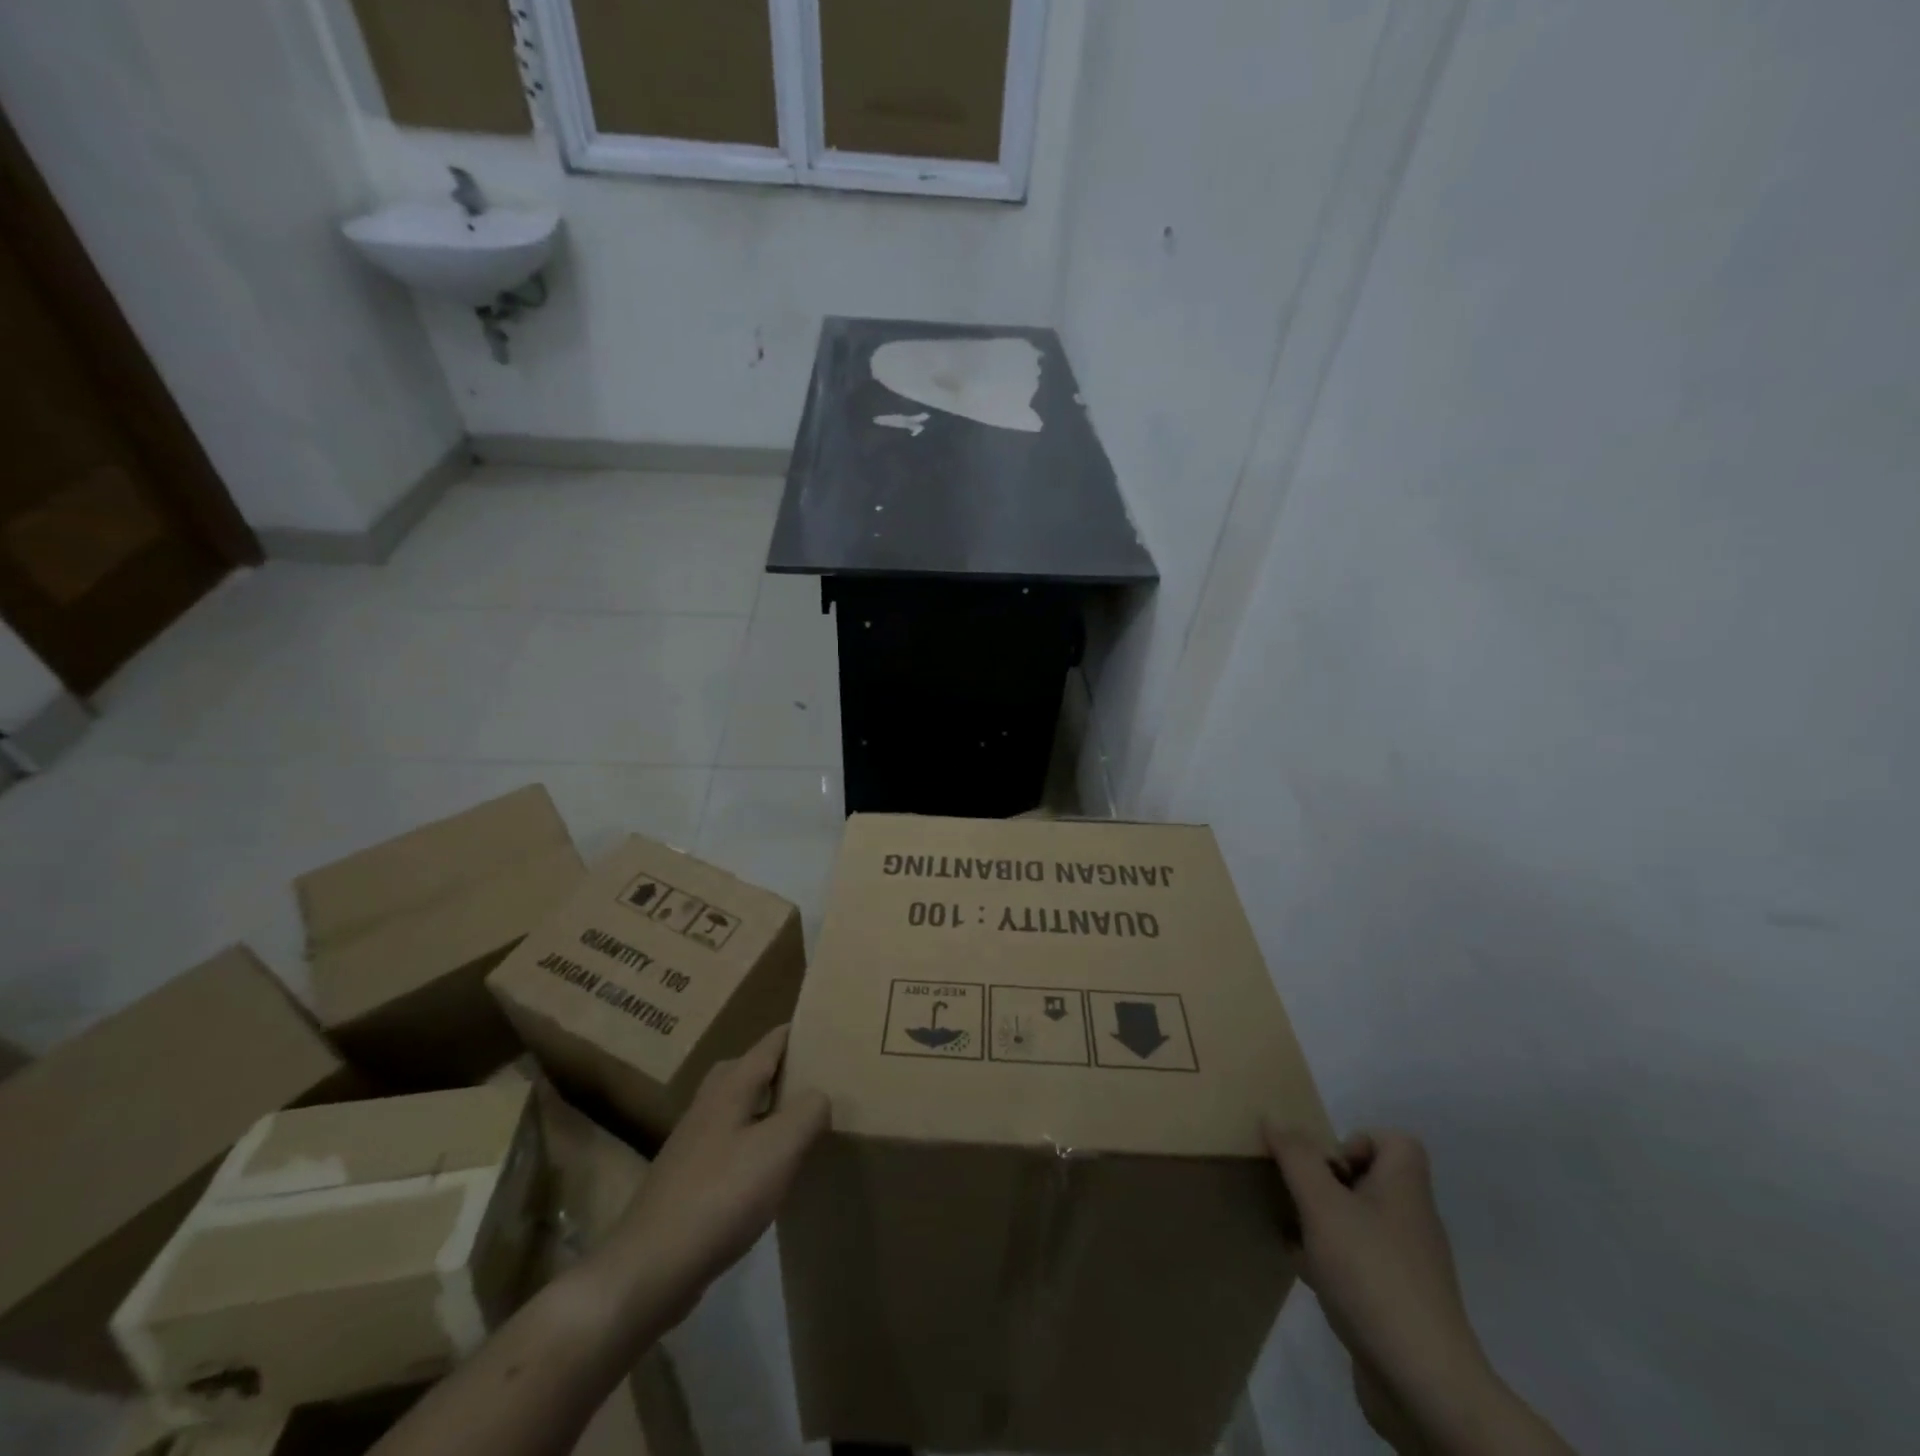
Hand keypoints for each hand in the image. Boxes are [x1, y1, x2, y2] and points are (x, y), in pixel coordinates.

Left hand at [611, 1025, 828, 1321]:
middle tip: (819, 1079)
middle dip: (783, 1069)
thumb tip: (819, 1095)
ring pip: (739, 1109)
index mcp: (731, 1086)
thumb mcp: (780, 1148)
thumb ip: (808, 1111)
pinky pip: (731, 1145)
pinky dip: (755, 1145)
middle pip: (750, 1070)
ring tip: (803, 1125)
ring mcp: (693, 1143)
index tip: (831, 1032)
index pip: (771, 1042)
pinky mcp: (688, 1180)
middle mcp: (709, 1104)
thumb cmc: (721, 1196)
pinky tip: (771, 1173)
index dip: (800, 1033)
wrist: (649, 1268)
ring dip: (769, 1109)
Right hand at [1267, 1127, 1491, 1452]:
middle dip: (1327, 1181)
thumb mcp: (1322, 1204)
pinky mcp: (1397, 1304)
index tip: (1326, 1166)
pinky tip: (1304, 1272)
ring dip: (1323, 1221)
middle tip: (1298, 1194)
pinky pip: (1359, 1264)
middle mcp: (1412, 1221)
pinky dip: (1331, 1260)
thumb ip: (1296, 1157)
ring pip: (1359, 1223)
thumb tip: (1274, 1118)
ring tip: (1292, 1230)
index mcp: (1405, 1189)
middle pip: (1370, 1179)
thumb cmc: (1372, 1274)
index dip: (1357, 1140)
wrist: (1422, 1383)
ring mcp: (1407, 1266)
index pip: (1395, 1142)